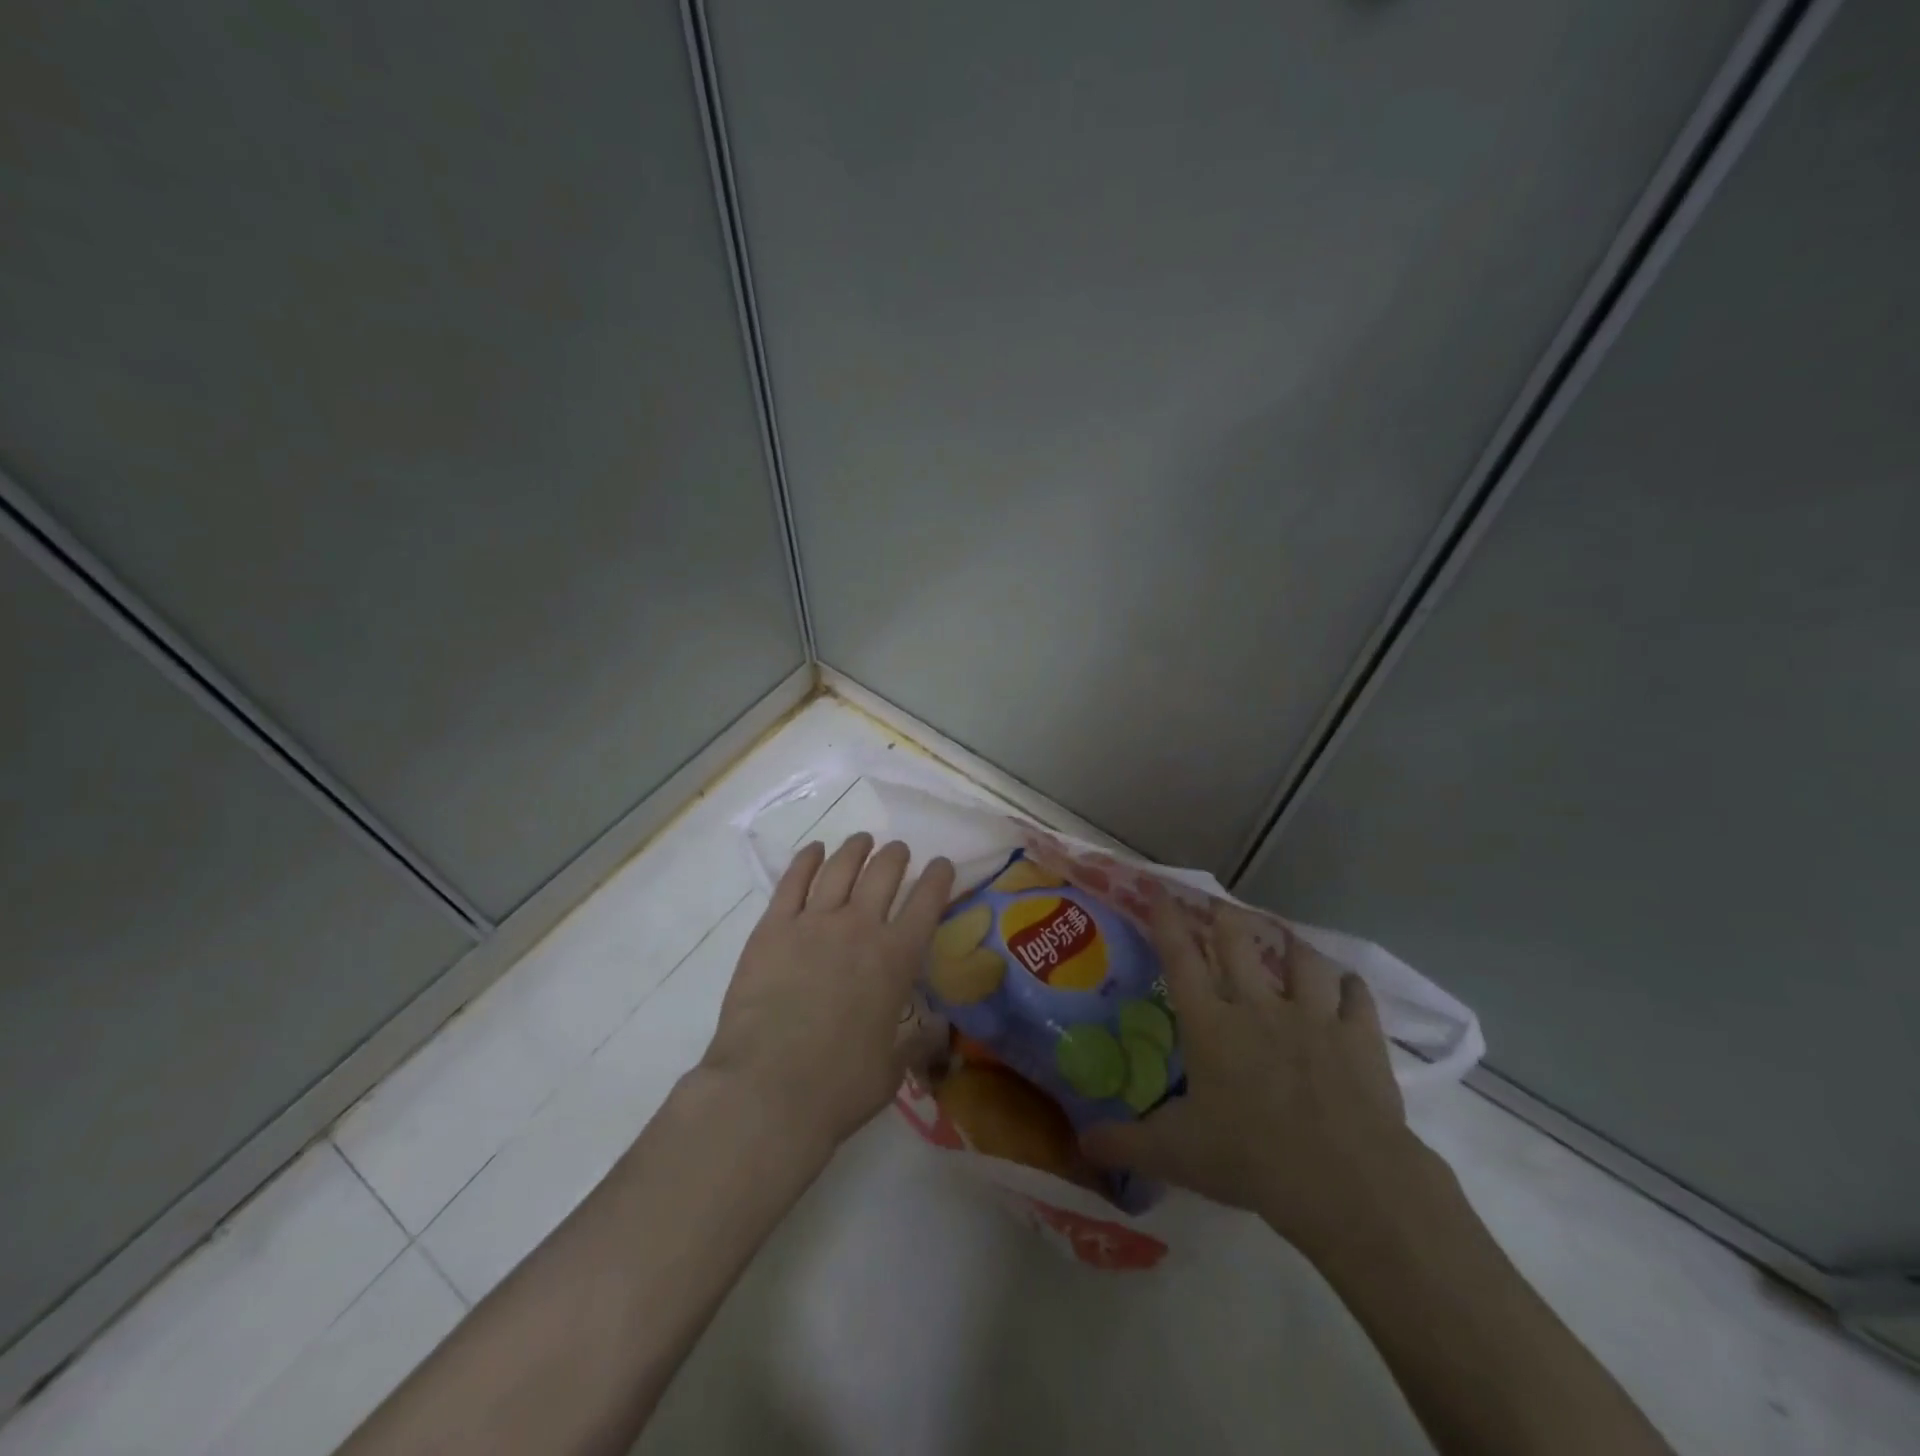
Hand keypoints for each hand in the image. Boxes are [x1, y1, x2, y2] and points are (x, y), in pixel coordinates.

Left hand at [701, 833, 954, 1158]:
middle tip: (899, 851)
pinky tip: (814, 851)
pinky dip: (807, 860)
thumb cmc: (839, 1086)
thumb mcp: (892, 1070)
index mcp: (897, 958)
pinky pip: (793, 881)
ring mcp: (813, 922)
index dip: (938, 877)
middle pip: (884, 873)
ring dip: (856, 849)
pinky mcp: (772, 928)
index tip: (942, 864)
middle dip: (896, 856)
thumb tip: (938, 1030)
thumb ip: (917, 1042)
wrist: (768, 1089)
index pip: (927, 902)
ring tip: (862, 841)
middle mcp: (860, 927)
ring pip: (840, 867)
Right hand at [1080, 898, 1433, 1259]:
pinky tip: (1349, 985)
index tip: (1159, 891)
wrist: (1343, 1178)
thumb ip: (1125, 1144)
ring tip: (1289, 940)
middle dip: (1228, 920)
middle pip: (1239, 944)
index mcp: (1211, 1024)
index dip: (1167, 922)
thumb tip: (1083, 1144)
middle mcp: (1259, 1007)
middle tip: (1223, 909)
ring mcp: (1313, 1017)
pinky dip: (1352, 988)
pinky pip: (1356, 998)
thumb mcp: (1174, 1155)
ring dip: (1294, 946)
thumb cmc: (1250, 1158)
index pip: (1180, 959)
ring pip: (1303, 961)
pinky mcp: (1359, 1038)